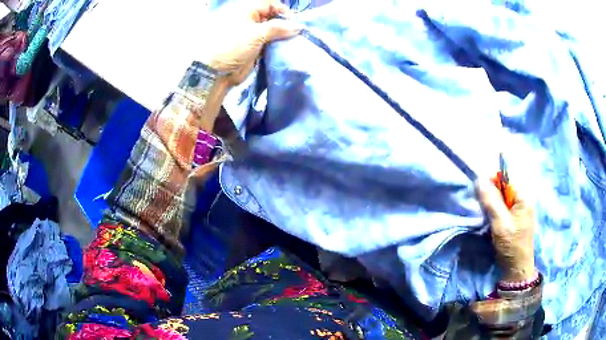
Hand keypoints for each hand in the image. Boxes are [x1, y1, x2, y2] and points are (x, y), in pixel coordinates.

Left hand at [200, 0, 302, 85]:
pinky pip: (267, 42)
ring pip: (271, 30)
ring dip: (281, 36)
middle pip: (272, 17)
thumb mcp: (256, 34)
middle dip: (284, 24)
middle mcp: (248, 18)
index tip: (293, 24)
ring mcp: (250, 33)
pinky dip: (275, 45)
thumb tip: (298, 26)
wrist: (215, 72)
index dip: (283, 11)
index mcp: (246, 9)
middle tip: (294, 34)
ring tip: (291, 42)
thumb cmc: (232, 46)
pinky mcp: (251, 46)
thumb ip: (278, 28)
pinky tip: (283, 49)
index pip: (270, 4)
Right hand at [476, 181, 535, 281]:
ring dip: (493, 203)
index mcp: (523, 197)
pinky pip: (504, 206)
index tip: (480, 192)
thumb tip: (479, 179)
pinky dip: (496, 210)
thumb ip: (491, 201)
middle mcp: (523, 199)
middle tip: (483, 207)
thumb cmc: (511, 245)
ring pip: (502, 197)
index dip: (492, 181)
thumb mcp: (500, 223)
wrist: (516, 268)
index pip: (506, 177)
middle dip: (492, 194)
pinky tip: (492, 220)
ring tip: (487, 215)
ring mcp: (520, 209)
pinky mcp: (516, 217)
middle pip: (504, 186)